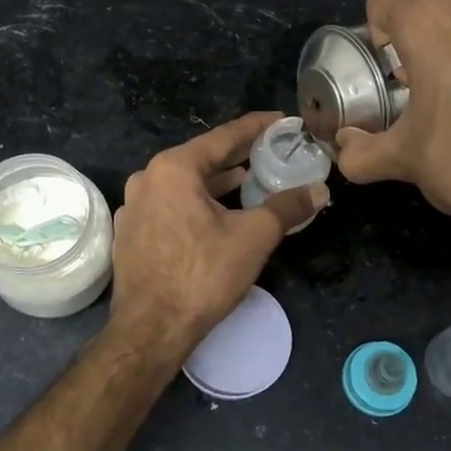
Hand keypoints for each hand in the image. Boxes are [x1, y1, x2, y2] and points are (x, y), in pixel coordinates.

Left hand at [109, 112, 328, 361]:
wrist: (151, 329)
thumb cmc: (202, 275)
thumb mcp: (253, 237)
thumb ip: (287, 207)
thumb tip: (320, 190)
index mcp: (173, 168)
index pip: (223, 137)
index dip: (256, 127)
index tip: (281, 121)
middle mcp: (147, 178)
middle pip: (201, 159)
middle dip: (237, 157)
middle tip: (271, 154)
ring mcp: (134, 206)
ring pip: (184, 184)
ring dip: (216, 183)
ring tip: (249, 182)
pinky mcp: (130, 233)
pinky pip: (169, 206)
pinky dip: (195, 204)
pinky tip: (215, 215)